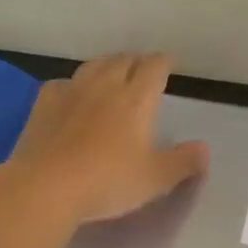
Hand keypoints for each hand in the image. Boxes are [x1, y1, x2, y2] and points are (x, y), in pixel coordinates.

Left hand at [6, 53, 208, 224]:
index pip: (154, 67)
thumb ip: (183, 162)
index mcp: (137, 99)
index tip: (169, 65)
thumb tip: (204, 148)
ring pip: (93, 66)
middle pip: (123, 60)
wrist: (46, 187)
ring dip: (107, 65)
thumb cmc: (109, 181)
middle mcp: (105, 86)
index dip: (163, 62)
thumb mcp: (156, 179)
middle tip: (142, 70)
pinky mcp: (44, 105)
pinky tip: (72, 95)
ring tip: (112, 74)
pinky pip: (62, 83)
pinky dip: (73, 85)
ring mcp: (71, 92)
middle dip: (136, 61)